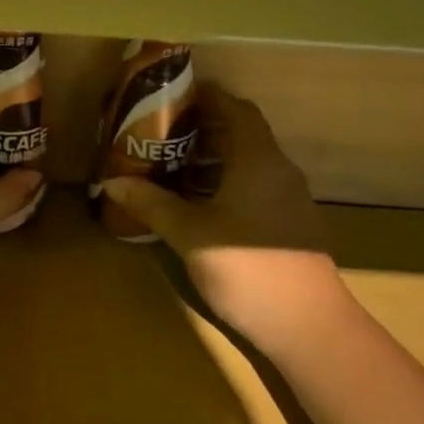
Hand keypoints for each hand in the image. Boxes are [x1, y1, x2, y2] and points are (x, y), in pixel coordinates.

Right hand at [102, 84, 340, 345]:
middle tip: (161, 128)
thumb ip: (153, 204)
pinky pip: (255, 183)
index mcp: (257, 159)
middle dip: (202, 126)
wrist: (311, 329)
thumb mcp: (191, 234)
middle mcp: (278, 169)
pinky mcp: (290, 222)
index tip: (171, 94)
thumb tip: (112, 182)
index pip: (235, 108)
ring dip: (213, 155)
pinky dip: (227, 179)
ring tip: (172, 161)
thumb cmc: (248, 269)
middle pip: (241, 131)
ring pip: (248, 160)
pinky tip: (200, 201)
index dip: (206, 96)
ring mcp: (288, 197)